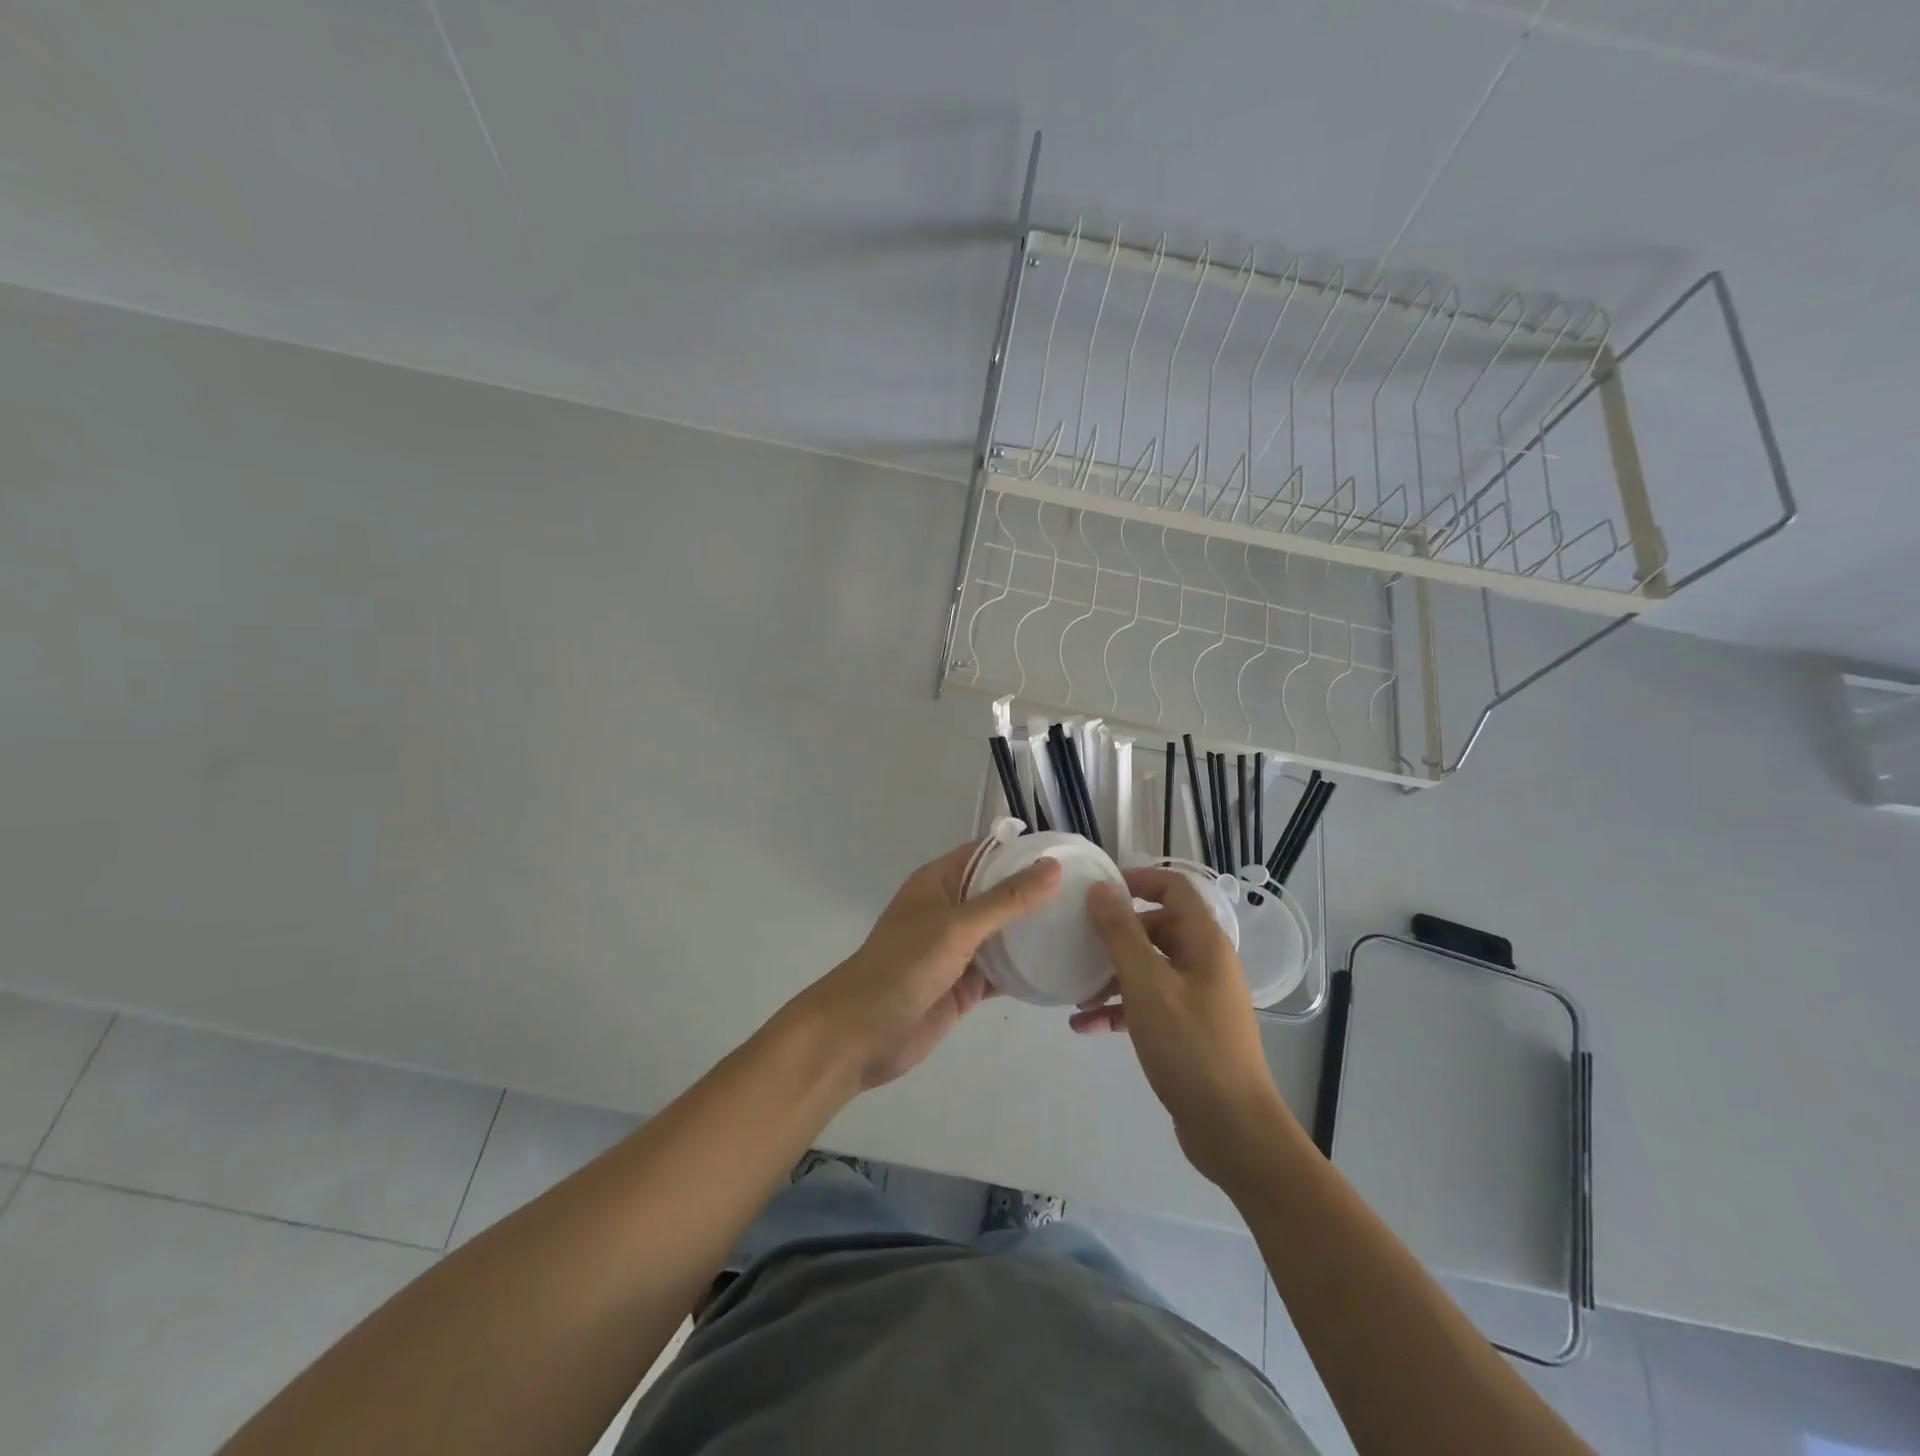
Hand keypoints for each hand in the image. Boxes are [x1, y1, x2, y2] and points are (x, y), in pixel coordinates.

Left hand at [796, 841, 1060, 1091]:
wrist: (863, 1033)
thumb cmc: (904, 966)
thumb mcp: (956, 927)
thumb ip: (1006, 900)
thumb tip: (1052, 868)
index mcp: (940, 882)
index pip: (987, 854)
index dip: (1023, 851)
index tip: (1068, 853)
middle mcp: (951, 909)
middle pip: (1000, 893)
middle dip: (1037, 892)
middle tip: (1088, 893)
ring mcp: (959, 949)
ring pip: (1004, 933)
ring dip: (1035, 932)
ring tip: (1085, 926)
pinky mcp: (966, 984)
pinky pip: (1003, 971)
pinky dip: (1028, 971)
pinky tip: (1062, 969)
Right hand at [1077, 868, 1296, 1187]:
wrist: (1232, 1129)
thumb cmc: (1190, 1046)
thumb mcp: (1146, 984)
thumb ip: (1121, 933)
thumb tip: (1101, 889)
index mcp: (1204, 943)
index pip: (1175, 889)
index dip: (1139, 880)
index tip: (1099, 889)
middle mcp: (1205, 963)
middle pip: (1158, 928)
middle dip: (1116, 935)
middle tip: (1078, 942)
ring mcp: (1198, 998)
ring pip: (1149, 968)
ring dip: (1112, 976)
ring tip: (1075, 993)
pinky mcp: (1188, 1030)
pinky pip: (1149, 1004)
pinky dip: (1119, 1009)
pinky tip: (1085, 1026)